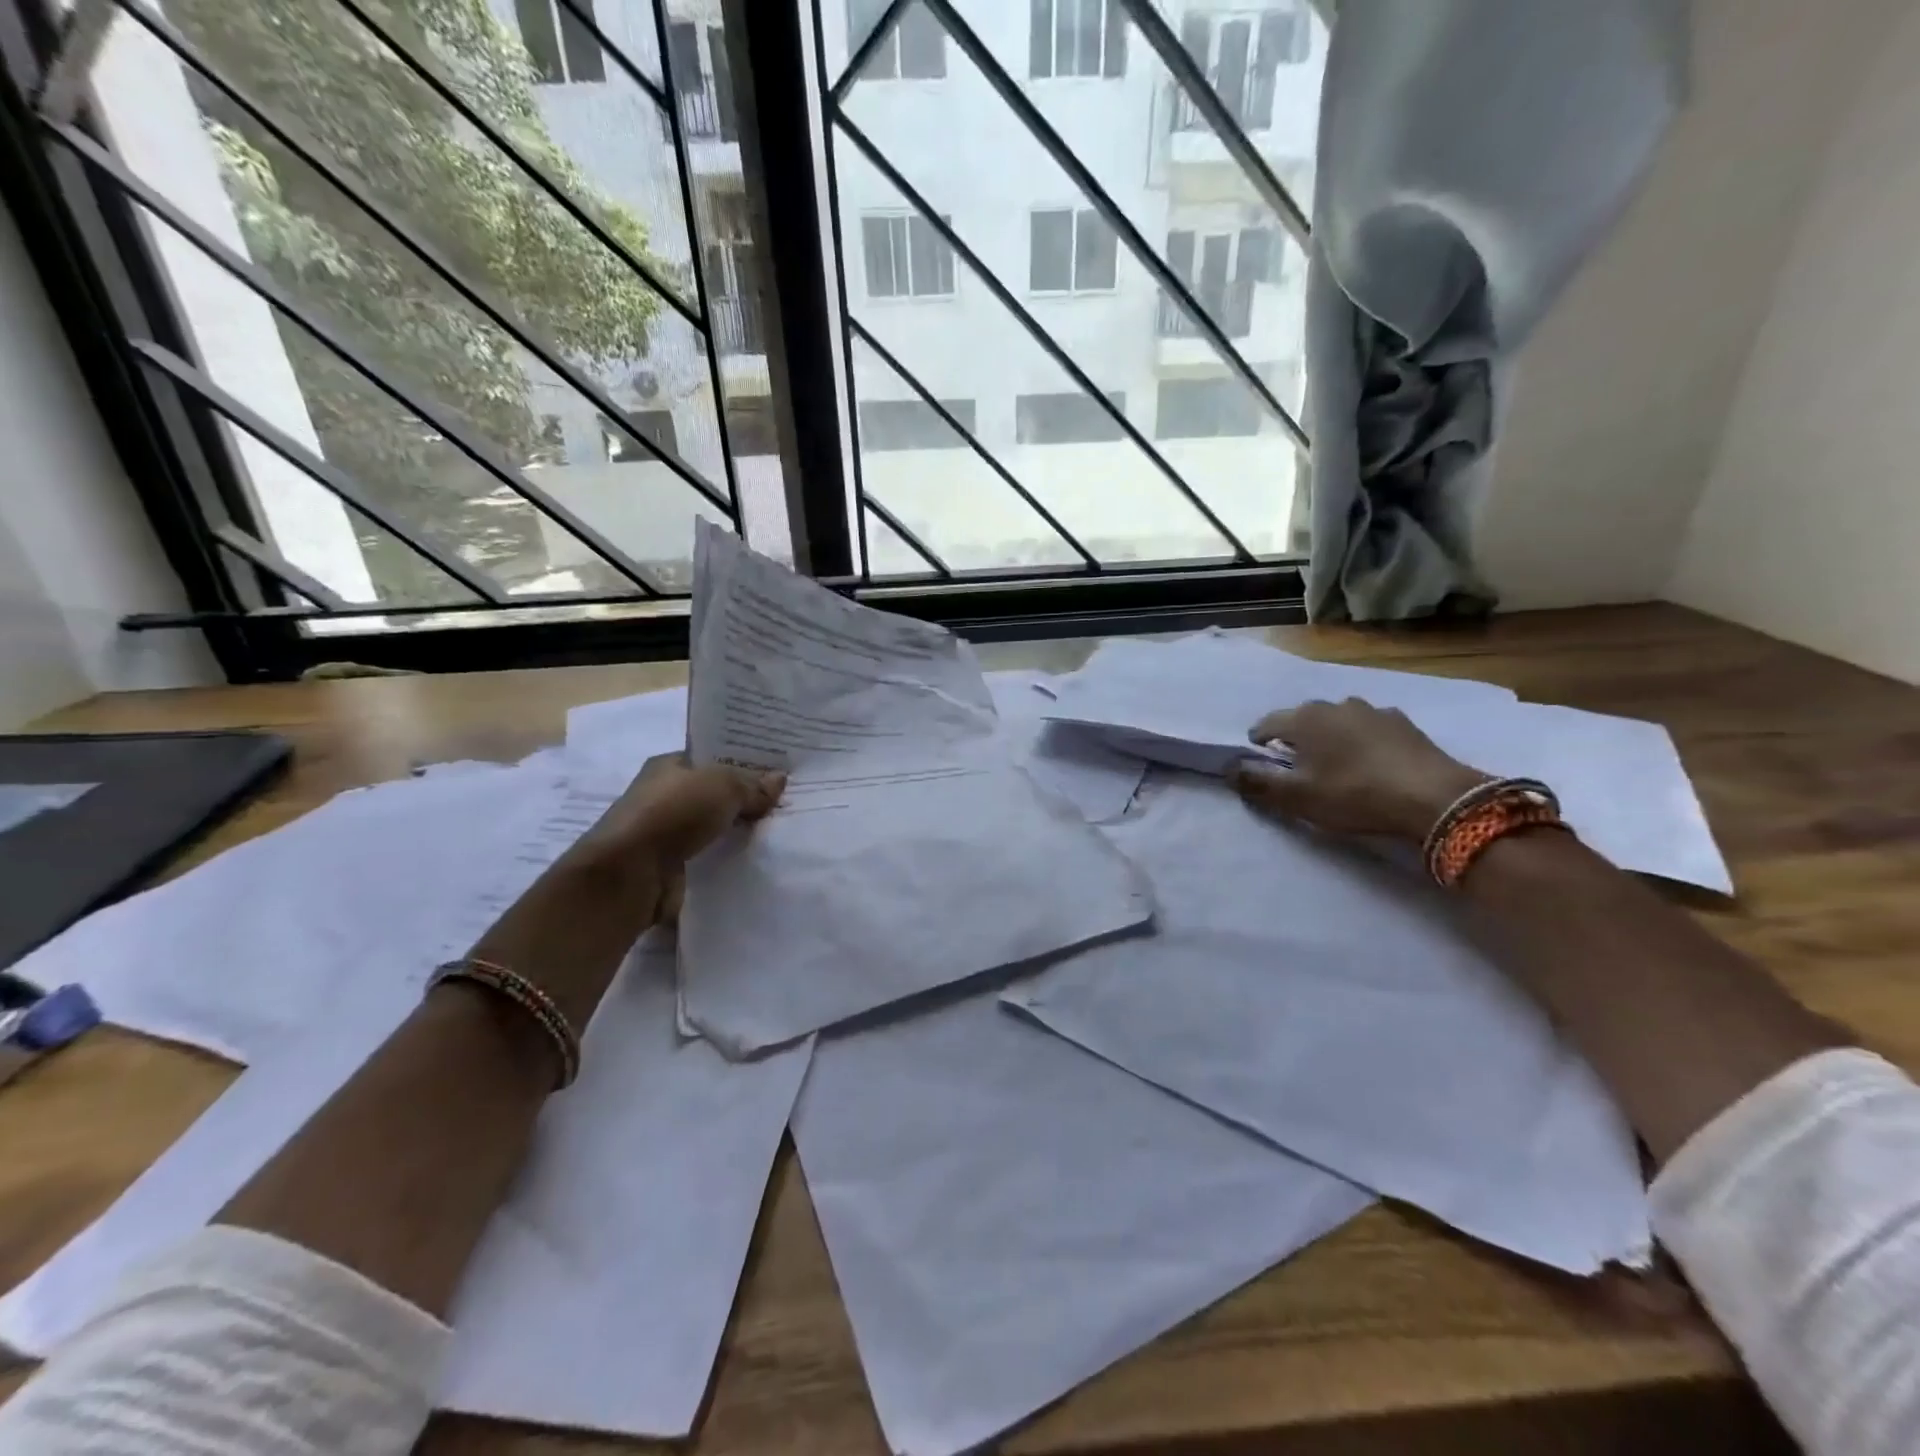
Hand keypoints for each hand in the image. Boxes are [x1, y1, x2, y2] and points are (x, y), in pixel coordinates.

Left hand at [568, 754, 784, 920]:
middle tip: (785, 802)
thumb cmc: (673, 813)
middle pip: (714, 793)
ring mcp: (665, 832)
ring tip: (777, 832)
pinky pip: (708, 855)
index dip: (742, 762)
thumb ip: (752, 785)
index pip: (711, 758)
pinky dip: (727, 856)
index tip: (776, 770)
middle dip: (744, 798)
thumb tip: (779, 779)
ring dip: (737, 830)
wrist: (630, 874)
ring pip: (712, 826)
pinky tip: (756, 859)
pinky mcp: (670, 865)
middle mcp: (664, 795)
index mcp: (669, 765)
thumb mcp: (723, 787)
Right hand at [1227, 699, 1487, 842]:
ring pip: (1337, 721)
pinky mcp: (1403, 723)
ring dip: (1329, 738)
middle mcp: (1335, 704)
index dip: (1258, 743)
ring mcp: (1372, 710)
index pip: (1267, 724)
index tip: (1260, 762)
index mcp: (1304, 719)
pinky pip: (1368, 728)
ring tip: (1334, 765)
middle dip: (1294, 739)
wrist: (1434, 797)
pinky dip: (1360, 741)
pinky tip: (1370, 763)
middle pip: (1302, 719)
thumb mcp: (1297, 797)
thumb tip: (1228, 768)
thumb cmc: (1354, 794)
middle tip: (1297, 768)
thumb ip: (1258, 782)